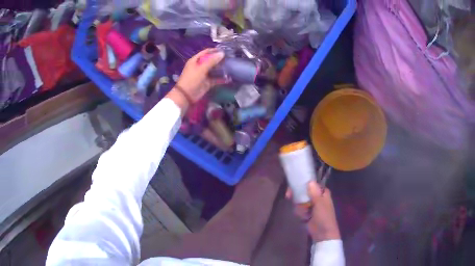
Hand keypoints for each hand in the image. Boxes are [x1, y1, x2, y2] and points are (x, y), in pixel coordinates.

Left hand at [166, 49, 226, 113]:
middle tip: (230, 59)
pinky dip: (221, 79)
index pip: (206, 52)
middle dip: (220, 60)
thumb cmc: (192, 79)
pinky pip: (216, 79)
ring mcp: (204, 74)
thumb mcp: (201, 68)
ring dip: (221, 69)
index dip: (214, 51)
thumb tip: (222, 53)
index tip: (224, 51)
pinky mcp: (207, 82)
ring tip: (231, 67)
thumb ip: (212, 61)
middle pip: (211, 60)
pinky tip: (229, 78)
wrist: (186, 95)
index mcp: (196, 60)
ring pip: (214, 69)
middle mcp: (200, 66)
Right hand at [286, 181, 340, 242]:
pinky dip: (299, 212)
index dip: (303, 183)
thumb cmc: (324, 217)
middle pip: (304, 192)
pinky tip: (303, 217)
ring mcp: (311, 206)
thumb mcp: (319, 204)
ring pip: (300, 201)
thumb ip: (314, 193)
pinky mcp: (307, 213)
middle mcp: (317, 197)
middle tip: (288, 196)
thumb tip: (310, 181)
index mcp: (323, 193)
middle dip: (297, 195)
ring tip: (303, 213)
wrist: (322, 233)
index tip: (293, 184)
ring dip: (299, 207)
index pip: (312, 184)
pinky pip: (299, 209)